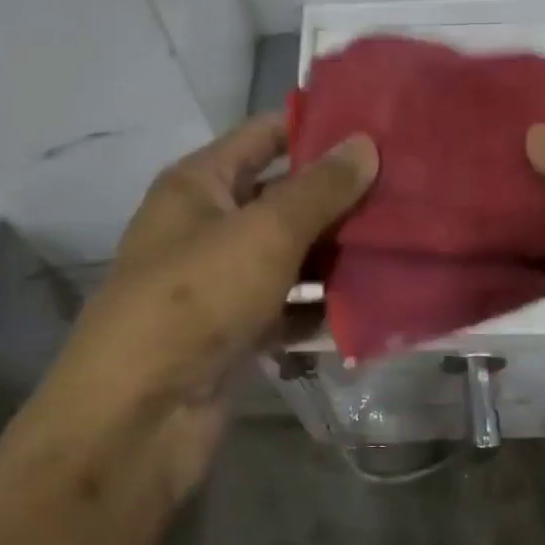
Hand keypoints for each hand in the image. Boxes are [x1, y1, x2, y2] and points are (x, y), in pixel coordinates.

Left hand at [45, 114, 376, 486]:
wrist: (138, 417)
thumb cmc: (197, 298)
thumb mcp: (265, 232)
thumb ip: (320, 189)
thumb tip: (365, 143)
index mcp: (199, 184)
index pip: (264, 135)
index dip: (317, 127)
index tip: (377, 127)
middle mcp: (207, 225)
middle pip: (282, 196)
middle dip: (339, 195)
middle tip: (406, 188)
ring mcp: (221, 281)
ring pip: (290, 254)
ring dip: (337, 252)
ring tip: (403, 240)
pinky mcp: (235, 331)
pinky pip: (288, 305)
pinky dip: (321, 304)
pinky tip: (372, 301)